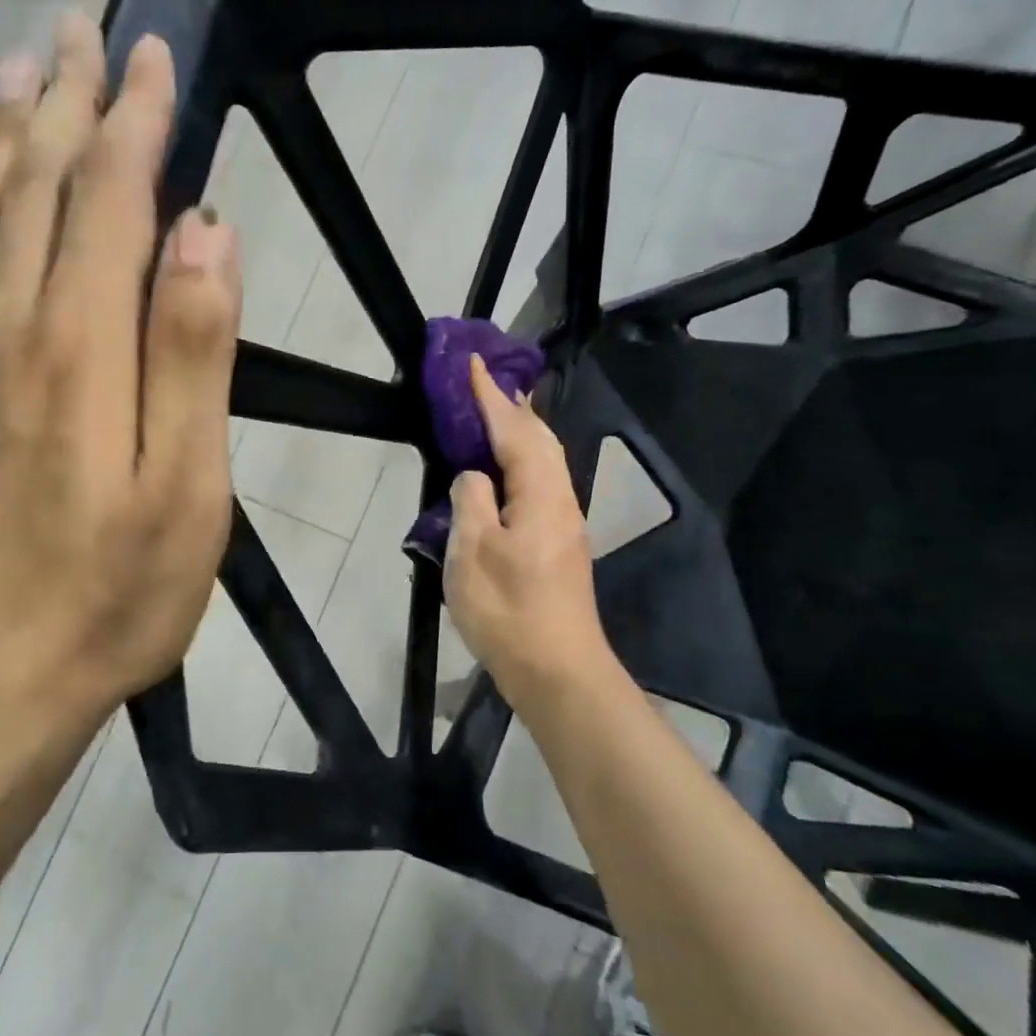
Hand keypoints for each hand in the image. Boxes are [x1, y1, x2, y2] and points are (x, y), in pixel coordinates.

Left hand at [0, 14, 241, 737]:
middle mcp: (11, 331)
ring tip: (24, 74)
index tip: (156, 55)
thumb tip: (209, 234)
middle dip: (69, 105)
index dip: (135, 124)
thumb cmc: (111, 596)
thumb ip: (193, 354)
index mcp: (79, 348)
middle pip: (38, 191)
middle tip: (85, 27)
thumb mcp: (185, 487)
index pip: (110, 203)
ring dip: (13, 141)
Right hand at [443, 356, 612, 706]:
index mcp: (540, 495)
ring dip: (521, 434)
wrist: (557, 671)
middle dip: (515, 408)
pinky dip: (523, 463)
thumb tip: (474, 478)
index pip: (514, 431)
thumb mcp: (472, 553)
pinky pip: (541, 485)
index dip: (492, 397)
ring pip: (545, 463)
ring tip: (498, 416)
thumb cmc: (509, 610)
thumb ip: (471, 502)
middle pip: (541, 441)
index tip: (475, 364)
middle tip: (488, 384)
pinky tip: (507, 473)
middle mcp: (561, 501)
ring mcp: (564, 526)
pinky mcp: (559, 547)